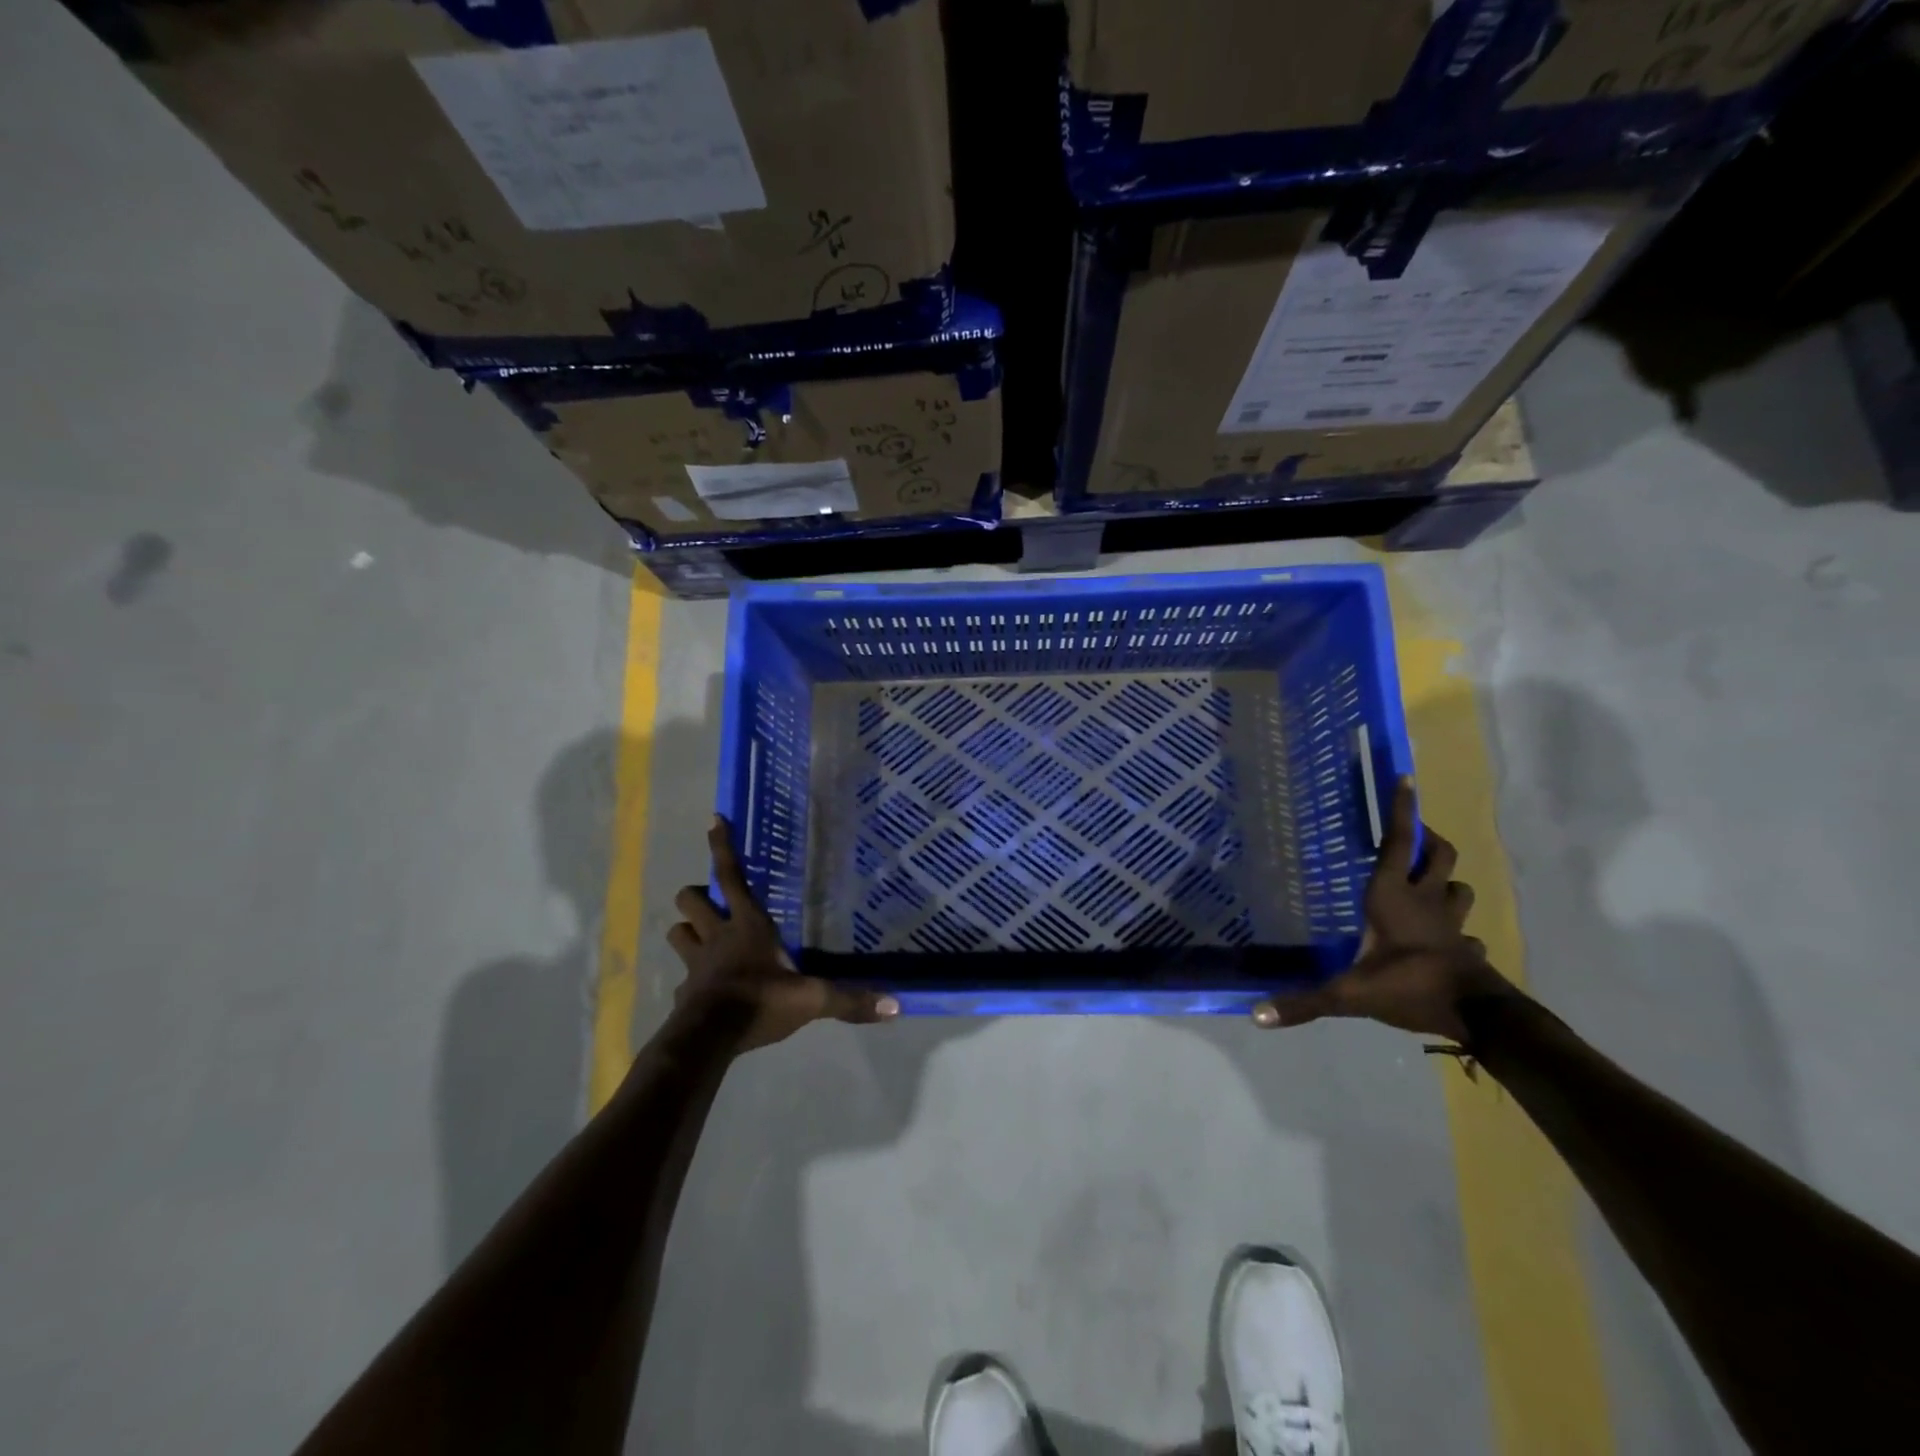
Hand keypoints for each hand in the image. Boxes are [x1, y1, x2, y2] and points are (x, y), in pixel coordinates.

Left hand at [667, 816, 897, 1051]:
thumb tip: (895, 1006)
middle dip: (696, 894)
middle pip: (690, 898)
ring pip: (677, 930)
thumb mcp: (812, 1000)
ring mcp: (695, 963)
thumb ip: (849, 1000)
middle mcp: (717, 936)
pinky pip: (682, 977)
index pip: (731, 875)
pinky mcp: (683, 991)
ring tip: (701, 936)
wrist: (708, 1040)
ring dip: (687, 930)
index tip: (714, 819)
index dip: (722, 846)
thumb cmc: (760, 1002)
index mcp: (748, 925)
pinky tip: (701, 990)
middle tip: (711, 901)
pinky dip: (689, 979)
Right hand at [1251, 779, 1513, 1042]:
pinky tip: (1449, 937)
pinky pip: (1467, 930)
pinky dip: (1459, 927)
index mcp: (1392, 897)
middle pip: (1439, 855)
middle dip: (1429, 839)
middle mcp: (1425, 901)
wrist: (1479, 1016)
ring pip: (1459, 887)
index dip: (1402, 810)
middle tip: (1413, 835)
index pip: (1397, 843)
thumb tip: (1255, 1015)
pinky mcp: (1469, 948)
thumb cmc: (1409, 986)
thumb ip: (1305, 1002)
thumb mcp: (1349, 994)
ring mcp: (1453, 924)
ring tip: (1429, 881)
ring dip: (1447, 879)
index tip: (1406, 779)